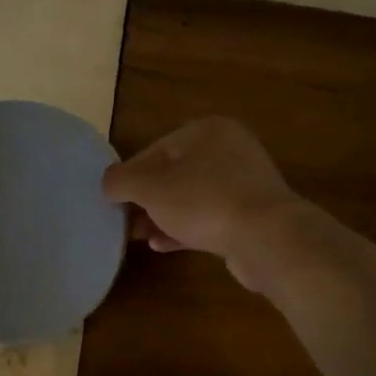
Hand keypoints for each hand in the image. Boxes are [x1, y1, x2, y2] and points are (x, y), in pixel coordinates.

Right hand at [101, 118, 305, 291]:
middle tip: (124, 220)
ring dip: (162, 216)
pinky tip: (161, 245)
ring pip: (191, 197)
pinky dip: (184, 228)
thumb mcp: (150, 188)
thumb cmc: (203, 202)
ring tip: (137, 236)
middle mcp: (229, 150)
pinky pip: (209, 217)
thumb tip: (108, 183)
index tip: (112, 200)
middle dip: (146, 199)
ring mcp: (244, 183)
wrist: (267, 238)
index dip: (129, 175)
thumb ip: (121, 181)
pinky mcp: (251, 215)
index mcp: (207, 131)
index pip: (154, 150)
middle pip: (173, 173)